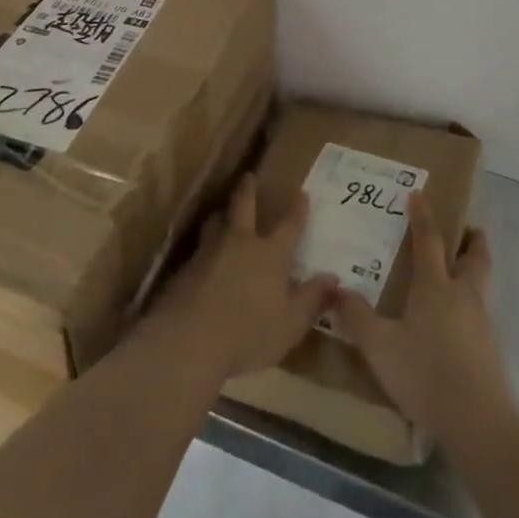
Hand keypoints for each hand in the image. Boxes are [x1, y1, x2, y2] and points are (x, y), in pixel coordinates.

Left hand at [146, 174, 337, 379]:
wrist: (188, 340)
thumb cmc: (248, 334)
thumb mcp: (290, 324)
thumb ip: (312, 300)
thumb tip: (332, 277)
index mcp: (270, 254)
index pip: (289, 225)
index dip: (297, 210)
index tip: (302, 193)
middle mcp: (240, 243)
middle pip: (244, 206)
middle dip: (248, 190)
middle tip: (248, 176)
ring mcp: (209, 251)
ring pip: (216, 222)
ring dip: (222, 214)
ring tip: (223, 213)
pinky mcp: (185, 267)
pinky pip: (199, 247)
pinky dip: (205, 246)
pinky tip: (204, 257)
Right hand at [332, 194, 513, 441]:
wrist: (479, 422)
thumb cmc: (425, 374)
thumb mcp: (380, 347)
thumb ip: (357, 317)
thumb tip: (337, 289)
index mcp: (435, 286)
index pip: (429, 240)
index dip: (423, 215)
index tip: (418, 194)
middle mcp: (463, 294)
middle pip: (475, 255)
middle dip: (471, 239)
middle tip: (464, 230)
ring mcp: (482, 320)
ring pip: (483, 281)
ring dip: (475, 268)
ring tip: (459, 271)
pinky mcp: (492, 346)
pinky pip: (483, 309)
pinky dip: (473, 301)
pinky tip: (458, 320)